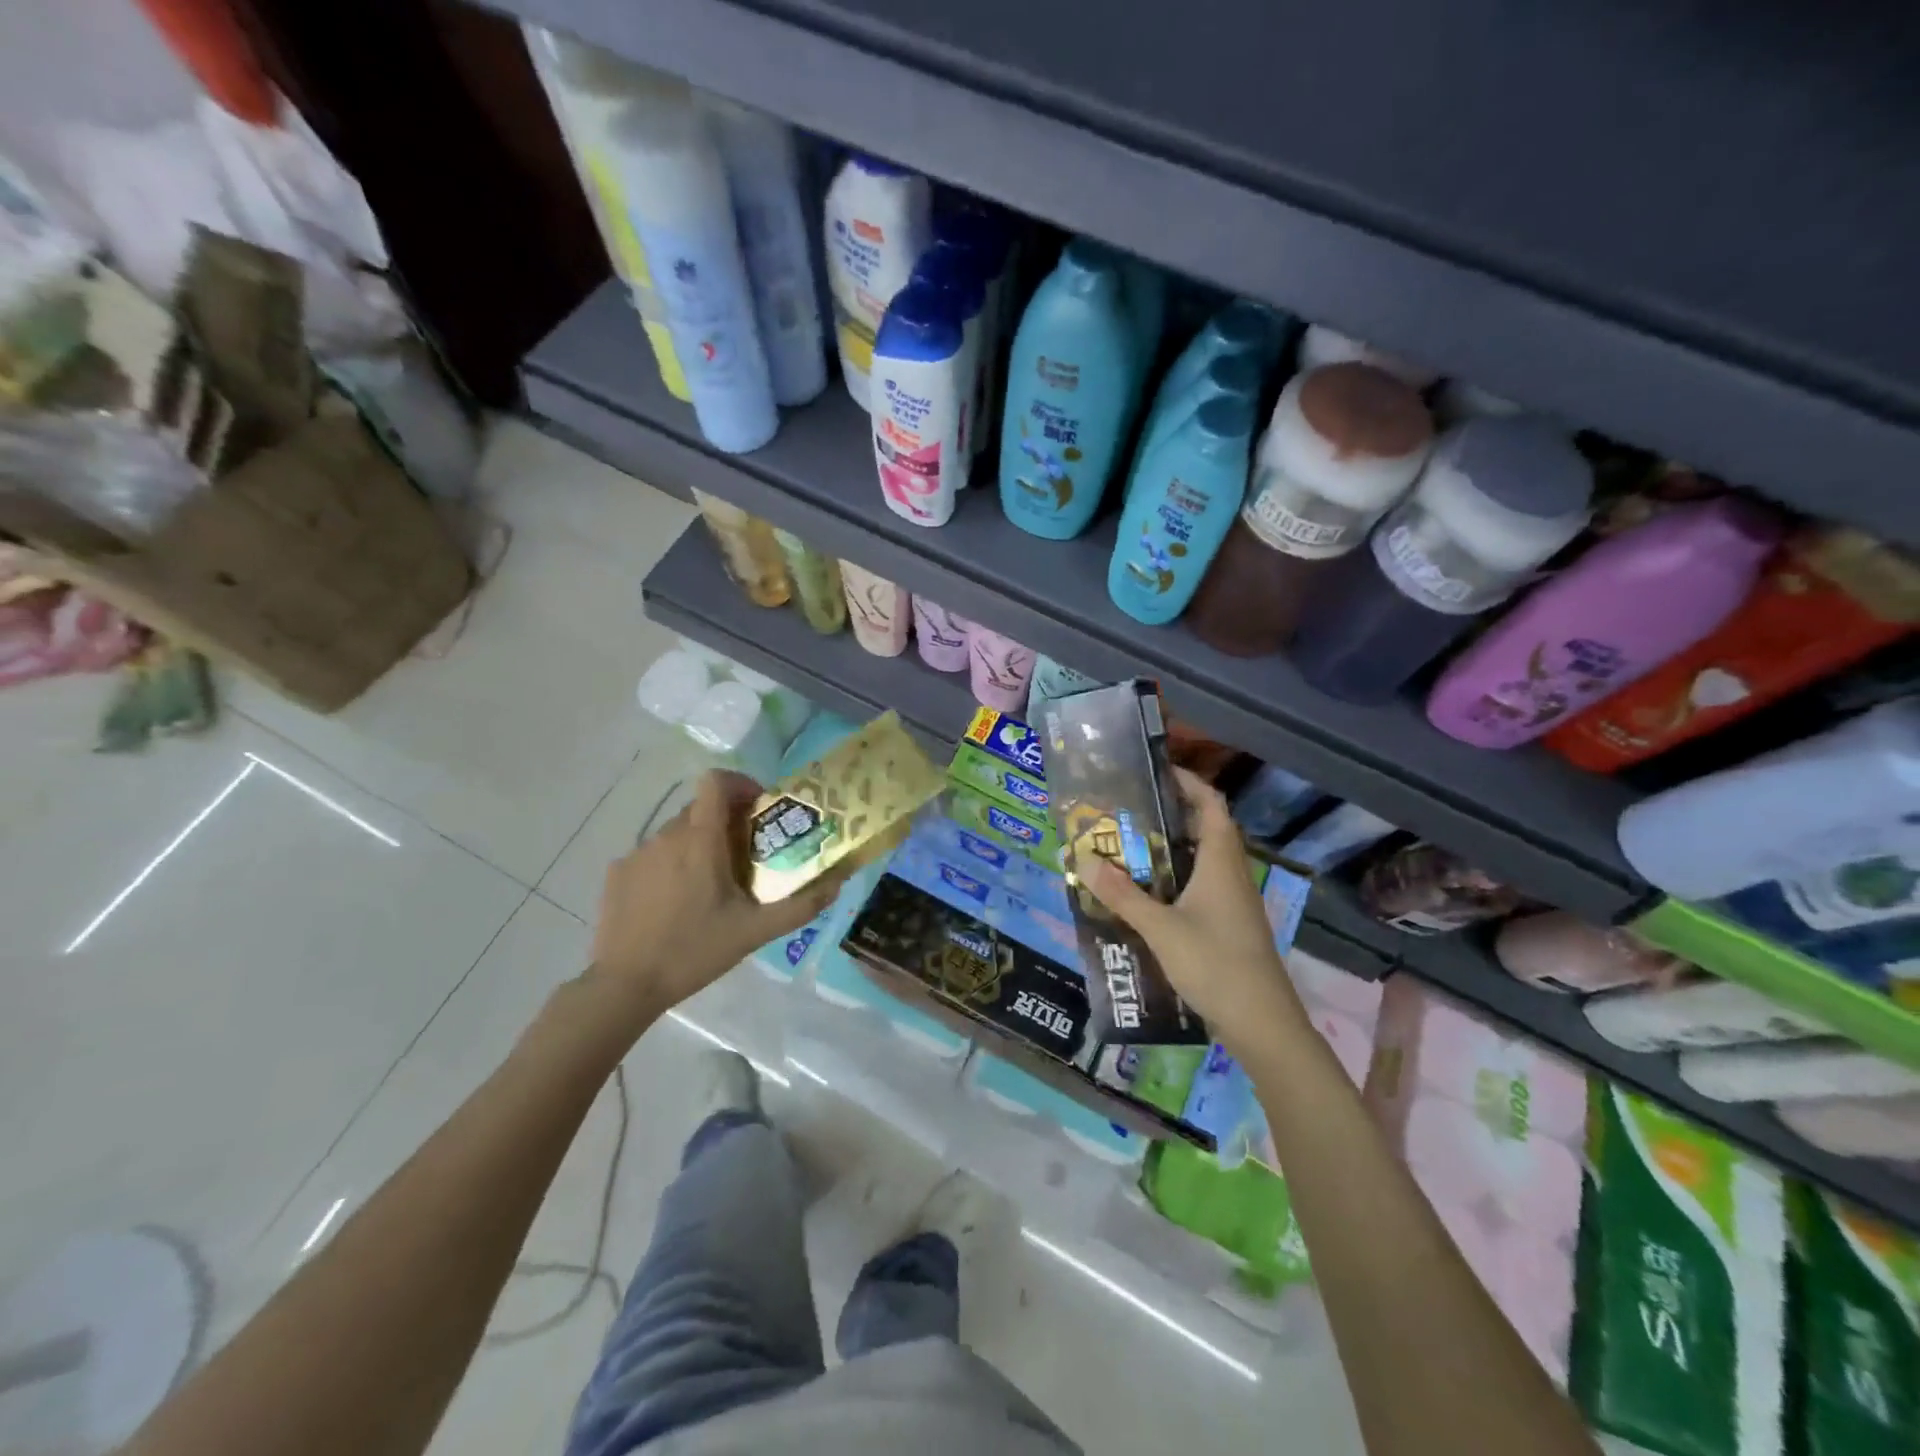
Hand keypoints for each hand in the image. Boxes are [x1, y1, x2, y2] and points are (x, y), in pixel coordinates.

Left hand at [586, 769, 841, 1029]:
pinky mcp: (617, 872)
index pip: (716, 781)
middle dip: (726, 823)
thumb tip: (837, 883)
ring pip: (676, 833)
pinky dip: (670, 866)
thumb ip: (801, 905)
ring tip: (709, 887)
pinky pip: (652, 855)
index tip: (757, 809)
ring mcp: (637, 853)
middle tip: (744, 858)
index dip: (740, 784)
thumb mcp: (756, 932)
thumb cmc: (695, 951)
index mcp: (700, 840)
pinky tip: (674, 903)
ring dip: (698, 846)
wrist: (625, 985)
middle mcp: (666, 835)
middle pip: (701, 809)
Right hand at [1083, 767, 1306, 1057]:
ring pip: (1203, 859)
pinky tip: (1149, 893)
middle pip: (1206, 828)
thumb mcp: (1160, 928)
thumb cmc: (1215, 964)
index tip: (1155, 771)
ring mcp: (1234, 901)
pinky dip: (1177, 877)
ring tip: (1130, 845)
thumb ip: (1122, 894)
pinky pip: (1202, 885)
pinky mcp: (1230, 924)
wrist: (1262, 1023)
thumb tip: (1084, 858)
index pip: (1210, 804)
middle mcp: (1231, 873)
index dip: (1188, 782)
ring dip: (1172, 847)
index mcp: (1220, 862)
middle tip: (1129, 809)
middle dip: (1171, 813)